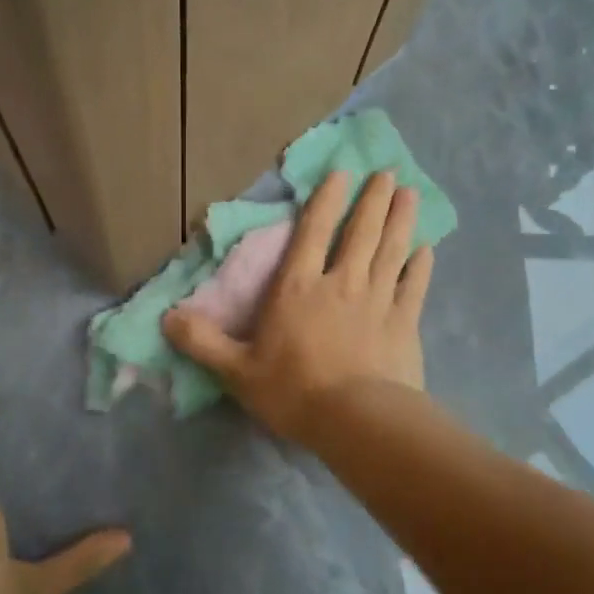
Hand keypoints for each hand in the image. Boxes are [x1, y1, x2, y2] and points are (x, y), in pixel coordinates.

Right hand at [163, 169, 433, 442]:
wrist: (356, 421)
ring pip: (391, 249)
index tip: (342, 173)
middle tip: (386, 173)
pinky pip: (414, 286)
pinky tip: (428, 249)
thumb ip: (202, 341)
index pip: (313, 232)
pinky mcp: (405, 323)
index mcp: (299, 287)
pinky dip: (421, 265)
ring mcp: (378, 300)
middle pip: (360, 232)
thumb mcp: (236, 370)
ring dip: (401, 219)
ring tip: (409, 193)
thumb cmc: (293, 391)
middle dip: (372, 200)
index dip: (326, 200)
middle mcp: (341, 283)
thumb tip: (166, 317)